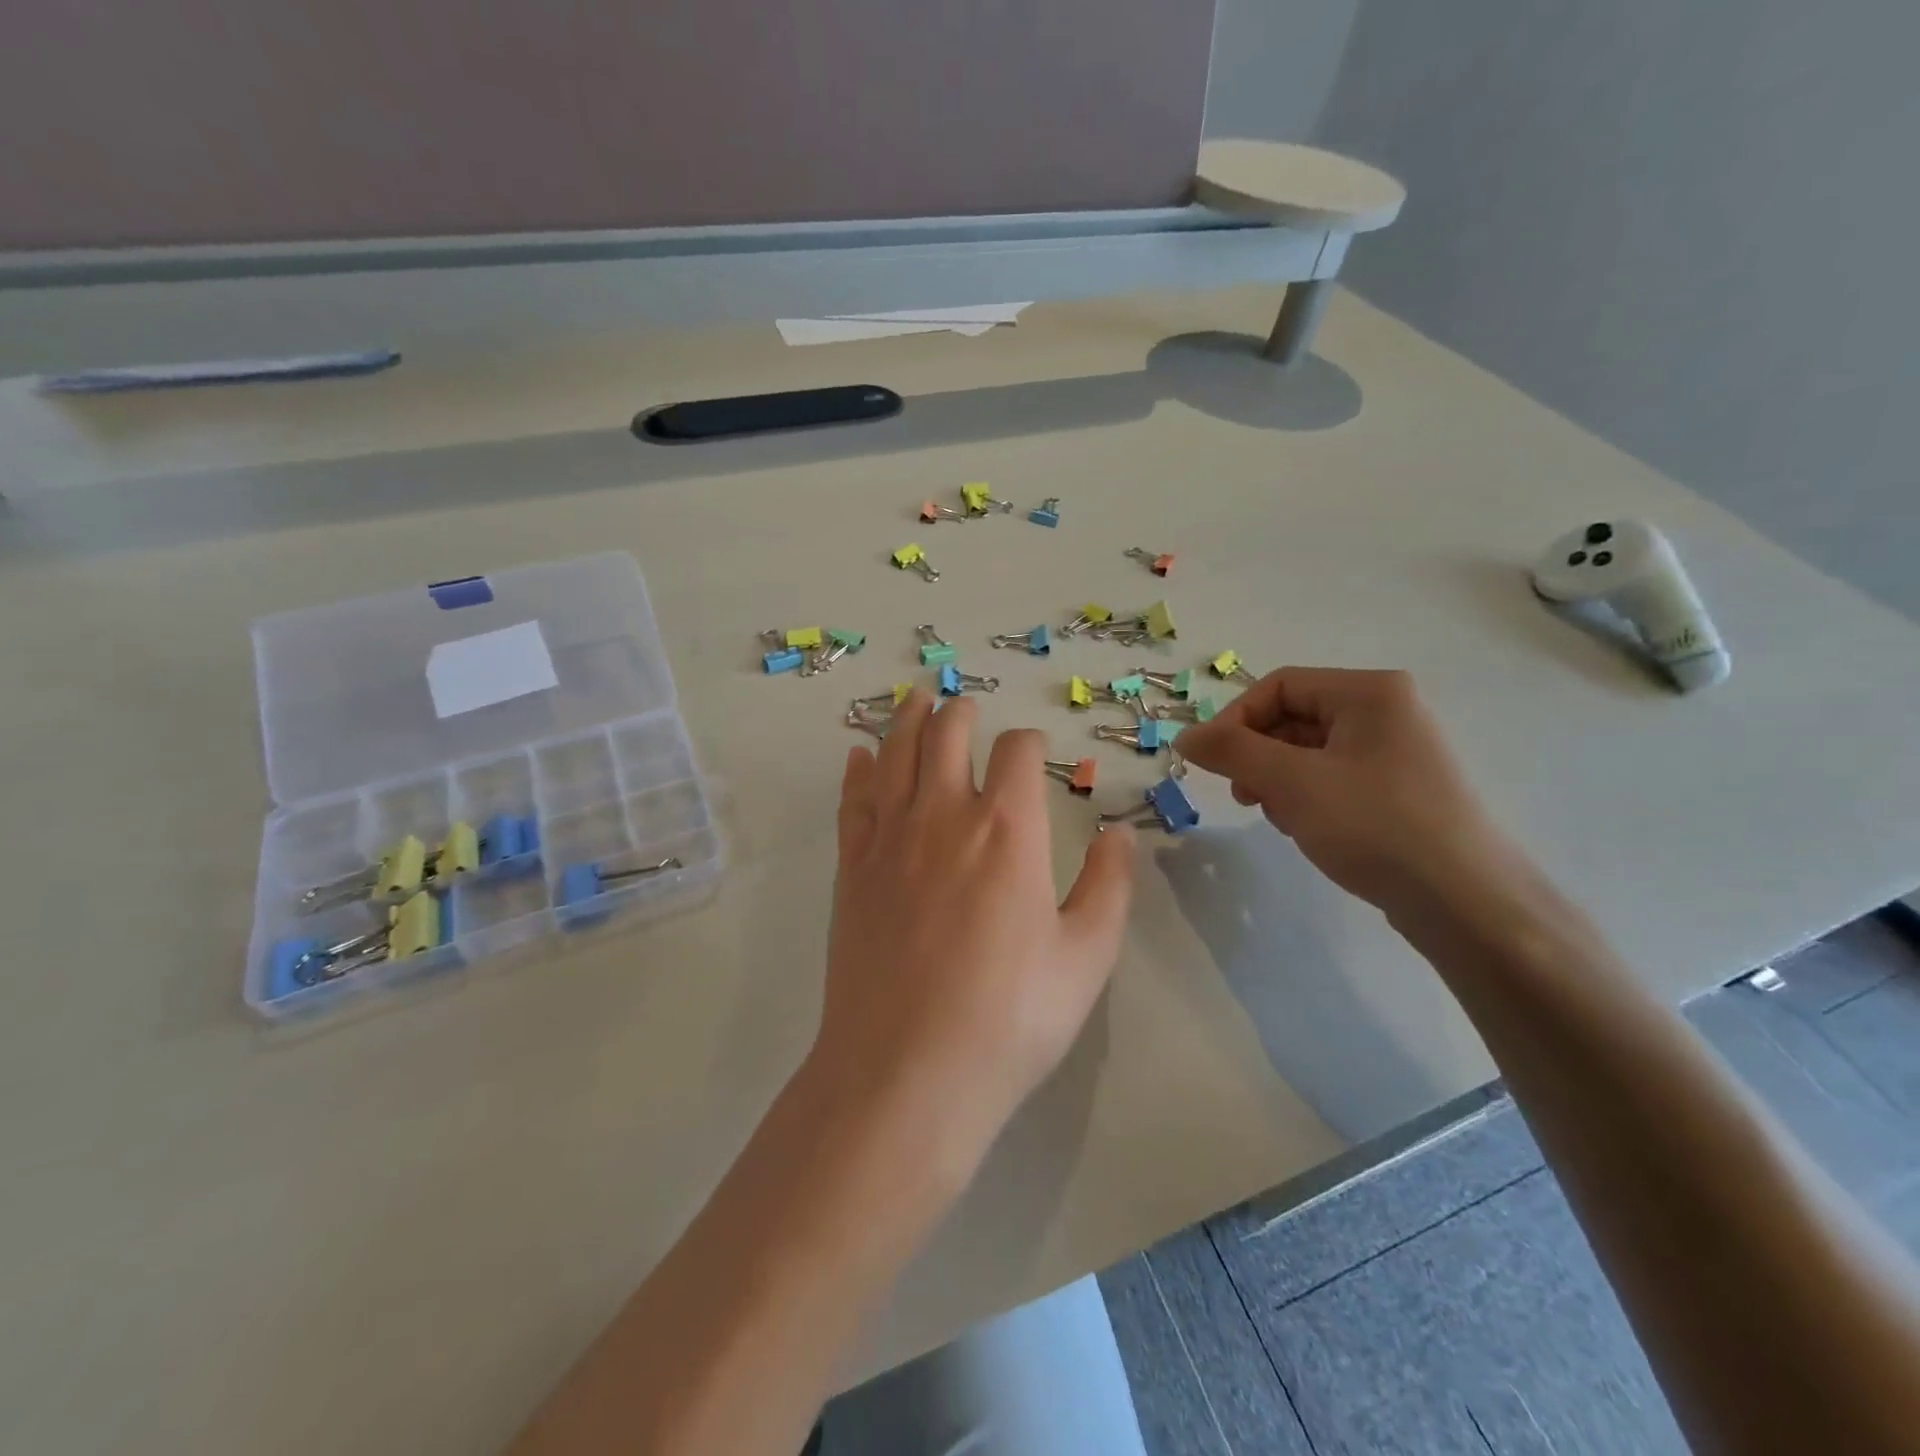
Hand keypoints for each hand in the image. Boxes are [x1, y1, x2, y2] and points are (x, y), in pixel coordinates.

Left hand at [816, 691, 1135, 1174]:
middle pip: (947, 734)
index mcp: (1008, 830)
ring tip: (915, 697)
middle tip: (967, 705)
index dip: (1030, 742)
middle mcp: (944, 816)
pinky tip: (858, 754)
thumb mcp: (1086, 957)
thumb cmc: (1009, 1017)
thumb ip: (1109, 886)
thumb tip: (1121, 833)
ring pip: (895, 753)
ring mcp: (889, 839)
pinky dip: (858, 770)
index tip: (1036, 753)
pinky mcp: (851, 869)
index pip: (1017, 752)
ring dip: (907, 719)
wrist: (906, 1071)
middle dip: (962, 712)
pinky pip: (853, 801)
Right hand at [1175, 668, 1523, 917]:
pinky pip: (1334, 778)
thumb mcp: (1291, 782)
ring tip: (1282, 819)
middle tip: (1245, 797)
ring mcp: (1397, 751)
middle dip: (1259, 755)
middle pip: (1293, 718)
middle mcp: (1387, 711)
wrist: (1465, 902)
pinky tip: (1309, 830)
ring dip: (1279, 781)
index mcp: (1368, 692)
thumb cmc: (1374, 826)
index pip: (1279, 685)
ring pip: (1309, 752)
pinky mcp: (1399, 789)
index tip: (1213, 763)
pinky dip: (1307, 798)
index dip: (1236, 719)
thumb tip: (1185, 735)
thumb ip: (1231, 751)